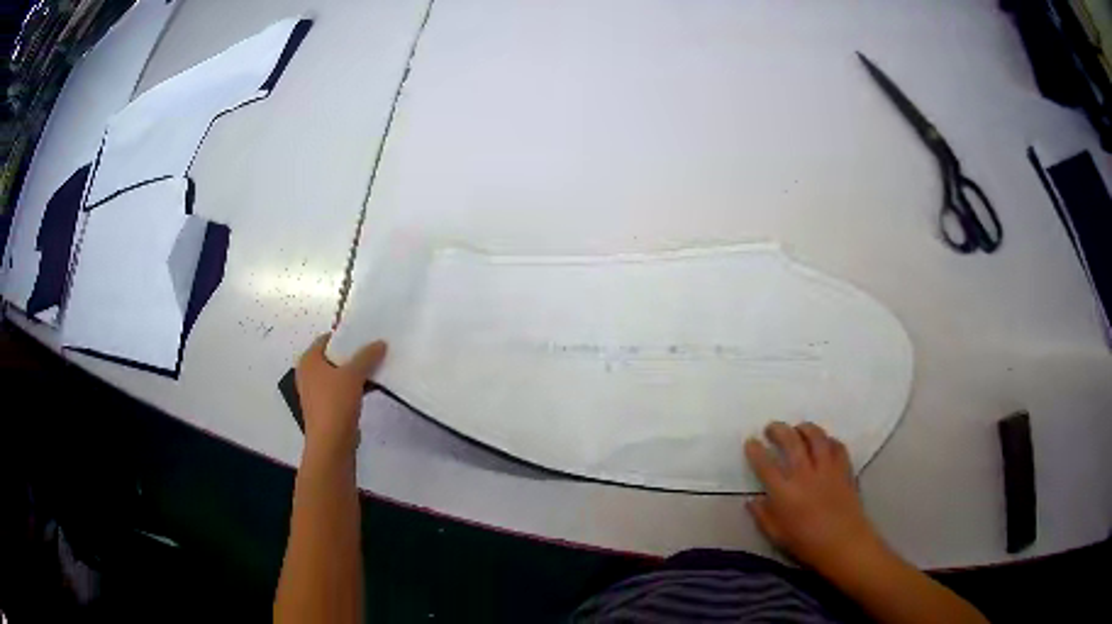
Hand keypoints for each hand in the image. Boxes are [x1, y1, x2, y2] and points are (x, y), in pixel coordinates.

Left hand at [295, 334, 387, 456]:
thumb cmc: (335, 403)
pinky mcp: (325, 409)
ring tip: (376, 367)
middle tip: (373, 350)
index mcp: (308, 360)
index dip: (345, 336)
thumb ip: (367, 356)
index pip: (326, 339)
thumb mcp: (353, 375)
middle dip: (352, 355)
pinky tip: (371, 388)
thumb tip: (380, 343)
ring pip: (337, 376)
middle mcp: (308, 374)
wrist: (331, 444)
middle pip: (332, 357)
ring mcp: (315, 393)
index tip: (365, 335)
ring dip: (355, 372)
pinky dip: (353, 388)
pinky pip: (340, 392)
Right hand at [744, 421, 885, 576]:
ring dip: (804, 428)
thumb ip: (762, 516)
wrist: (843, 543)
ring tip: (798, 428)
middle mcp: (804, 474)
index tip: (751, 442)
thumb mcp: (777, 535)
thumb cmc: (806, 544)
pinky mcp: (844, 469)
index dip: (755, 450)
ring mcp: (827, 469)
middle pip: (791, 441)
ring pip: (816, 437)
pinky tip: (823, 443)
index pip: (765, 464)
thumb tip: (752, 500)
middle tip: (771, 428)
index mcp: (784, 492)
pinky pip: (836, 446)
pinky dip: (828, 440)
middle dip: (778, 430)